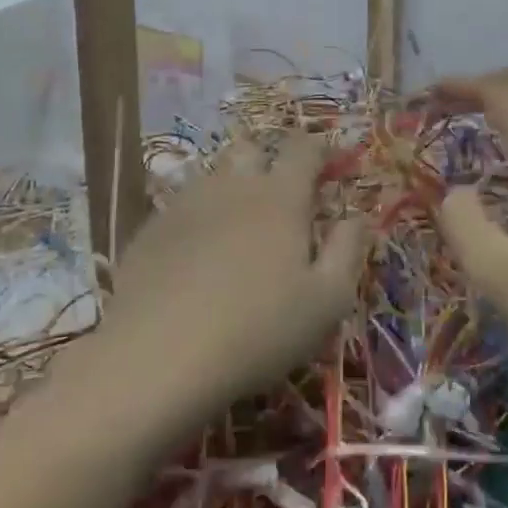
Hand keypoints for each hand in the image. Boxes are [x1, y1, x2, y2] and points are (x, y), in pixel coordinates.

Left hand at [101, 134, 367, 415]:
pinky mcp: (150, 230)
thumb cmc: (259, 329)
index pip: (304, 150)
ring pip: (213, 177)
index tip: (327, 163)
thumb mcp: (327, 301)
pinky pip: (180, 209)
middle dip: (268, 160)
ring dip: (231, 189)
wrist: (158, 357)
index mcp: (281, 196)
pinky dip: (196, 220)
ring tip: (237, 228)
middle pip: (252, 149)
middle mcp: (233, 186)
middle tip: (279, 195)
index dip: (319, 149)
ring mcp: (186, 204)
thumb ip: (348, 250)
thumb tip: (358, 215)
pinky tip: (194, 257)